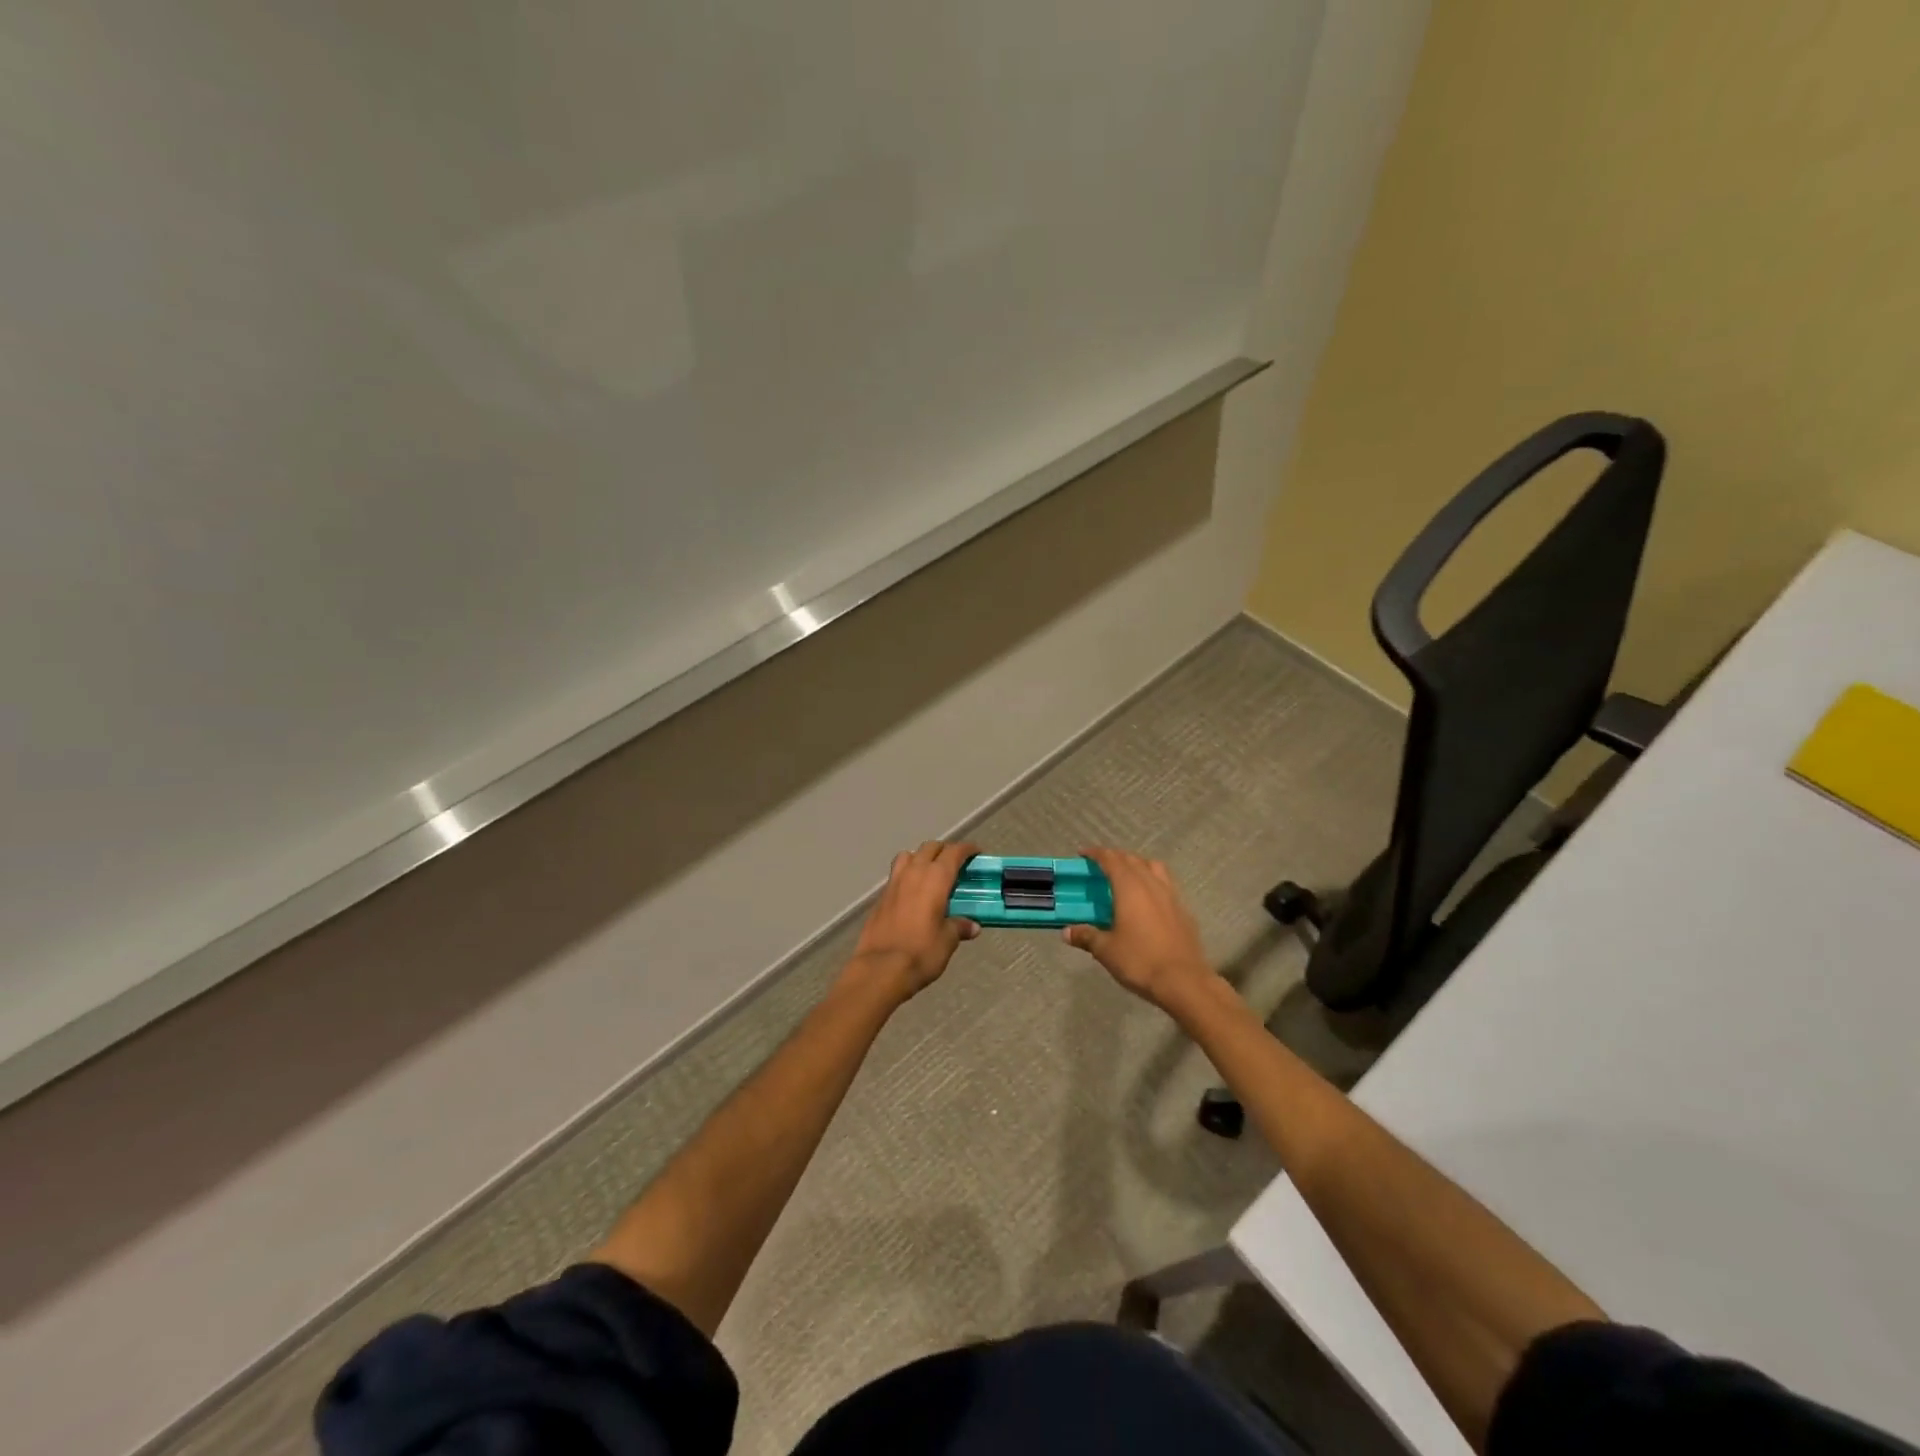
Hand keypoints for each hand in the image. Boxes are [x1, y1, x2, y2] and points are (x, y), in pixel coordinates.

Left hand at [846, 841, 980, 1000]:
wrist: (880, 968)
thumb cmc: (921, 952)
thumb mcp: (947, 941)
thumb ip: (959, 927)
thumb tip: (972, 926)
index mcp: (936, 878)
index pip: (954, 852)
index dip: (967, 849)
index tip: (976, 853)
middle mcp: (914, 872)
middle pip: (930, 848)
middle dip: (945, 851)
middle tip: (956, 865)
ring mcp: (894, 882)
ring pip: (909, 855)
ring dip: (922, 857)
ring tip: (931, 874)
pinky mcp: (881, 896)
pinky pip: (897, 873)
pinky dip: (907, 874)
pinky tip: (913, 893)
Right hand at [1062, 847, 1214, 1010]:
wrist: (1184, 981)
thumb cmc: (1140, 961)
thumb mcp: (1106, 950)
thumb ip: (1086, 936)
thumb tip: (1066, 932)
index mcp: (1130, 888)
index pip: (1111, 860)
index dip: (1096, 854)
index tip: (1083, 853)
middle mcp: (1152, 885)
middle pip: (1133, 860)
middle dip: (1116, 857)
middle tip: (1101, 865)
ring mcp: (1171, 896)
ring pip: (1154, 868)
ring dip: (1138, 865)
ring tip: (1127, 876)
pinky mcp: (1184, 911)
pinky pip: (1166, 885)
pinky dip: (1153, 882)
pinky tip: (1148, 900)